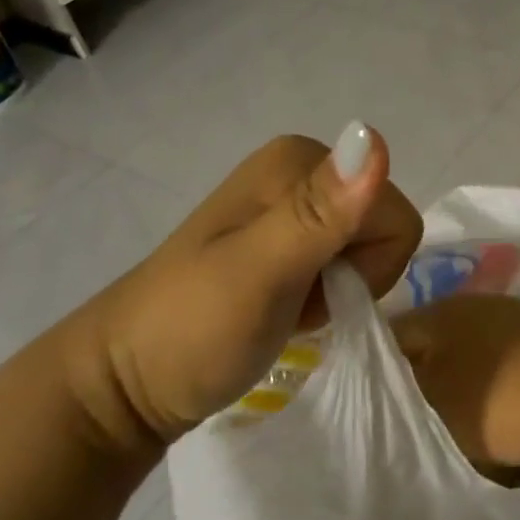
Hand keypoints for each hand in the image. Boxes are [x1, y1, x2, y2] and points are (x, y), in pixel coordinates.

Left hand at [65, 123, 422, 453]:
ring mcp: (291, 204)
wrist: (125, 385)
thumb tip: (371, 135)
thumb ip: (319, 212)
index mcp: (298, 159)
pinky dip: (326, 291)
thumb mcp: (259, 273)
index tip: (311, 288)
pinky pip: (344, 258)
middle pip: (384, 225)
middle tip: (296, 299)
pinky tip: (288, 305)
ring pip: (369, 245)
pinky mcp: (286, 236)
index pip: (394, 214)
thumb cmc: (191, 330)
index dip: (367, 266)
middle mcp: (300, 168)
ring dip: (340, 287)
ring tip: (287, 305)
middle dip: (355, 274)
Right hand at [392, 294, 519, 469]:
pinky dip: (493, 383)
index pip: (393, 334)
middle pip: (433, 341)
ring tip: (455, 422)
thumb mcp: (434, 406)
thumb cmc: (499, 402)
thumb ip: (400, 395)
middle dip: (421, 376)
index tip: (374, 407)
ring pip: (469, 351)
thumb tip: (386, 386)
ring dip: (458, 381)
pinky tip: (499, 411)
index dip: (378, 371)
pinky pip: (501, 359)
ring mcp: (515, 317)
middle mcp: (476, 303)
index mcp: (442, 310)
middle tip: (412, 418)